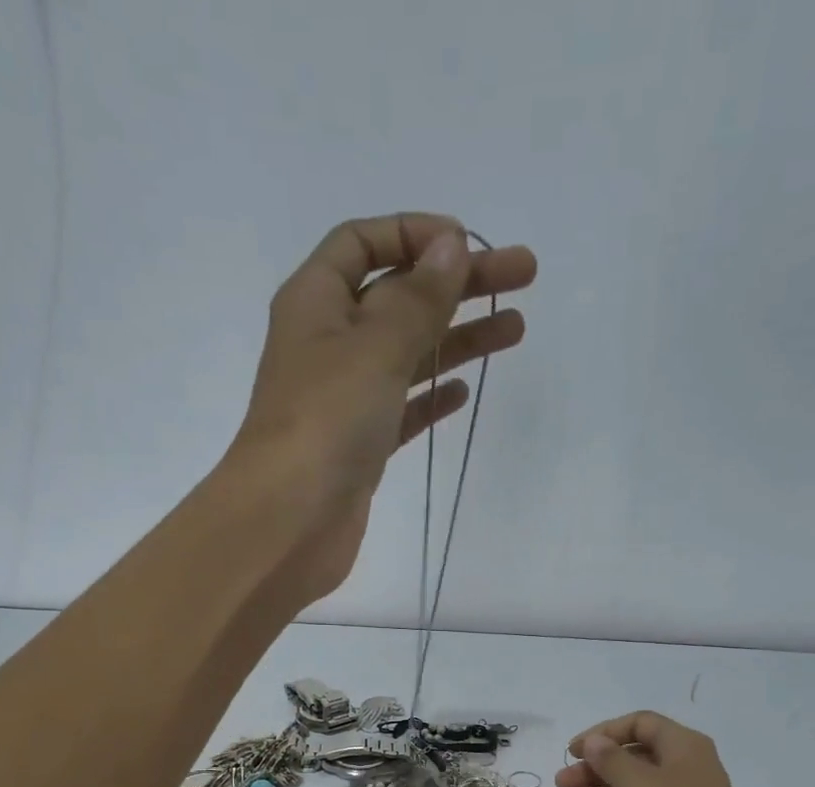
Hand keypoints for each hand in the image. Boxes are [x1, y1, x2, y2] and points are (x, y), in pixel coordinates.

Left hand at [225, 213, 536, 605]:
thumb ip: (417, 299)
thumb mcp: (374, 347)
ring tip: (514, 330)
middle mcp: (328, 344)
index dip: (415, 234)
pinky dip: (432, 396)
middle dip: (457, 284)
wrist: (289, 523)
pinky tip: (462, 391)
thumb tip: (452, 245)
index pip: (363, 243)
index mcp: (315, 302)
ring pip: (408, 354)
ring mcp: (345, 400)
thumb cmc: (325, 423)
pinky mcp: (361, 447)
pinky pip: (403, 408)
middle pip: (398, 297)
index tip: (469, 245)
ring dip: (457, 338)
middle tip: (524, 276)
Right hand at [554, 712, 766, 786]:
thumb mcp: (639, 785)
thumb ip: (611, 760)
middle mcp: (683, 769)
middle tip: (561, 784)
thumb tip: (594, 741)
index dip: (605, 733)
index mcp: (683, 746)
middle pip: (632, 759)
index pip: (640, 724)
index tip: (574, 750)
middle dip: (594, 770)